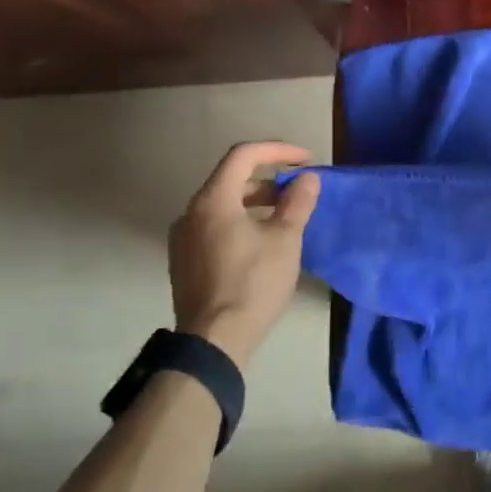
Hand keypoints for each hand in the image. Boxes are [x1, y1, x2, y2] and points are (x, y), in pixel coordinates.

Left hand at [169, 142, 320, 367]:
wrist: (215, 341)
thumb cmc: (253, 283)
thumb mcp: (284, 240)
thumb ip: (297, 203)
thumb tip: (307, 179)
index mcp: (213, 200)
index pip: (244, 155)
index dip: (278, 150)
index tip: (306, 160)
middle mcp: (191, 212)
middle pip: (231, 179)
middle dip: (269, 180)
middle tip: (299, 192)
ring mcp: (183, 238)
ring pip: (223, 205)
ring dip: (255, 203)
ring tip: (285, 218)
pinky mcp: (184, 261)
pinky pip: (214, 227)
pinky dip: (240, 222)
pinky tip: (261, 244)